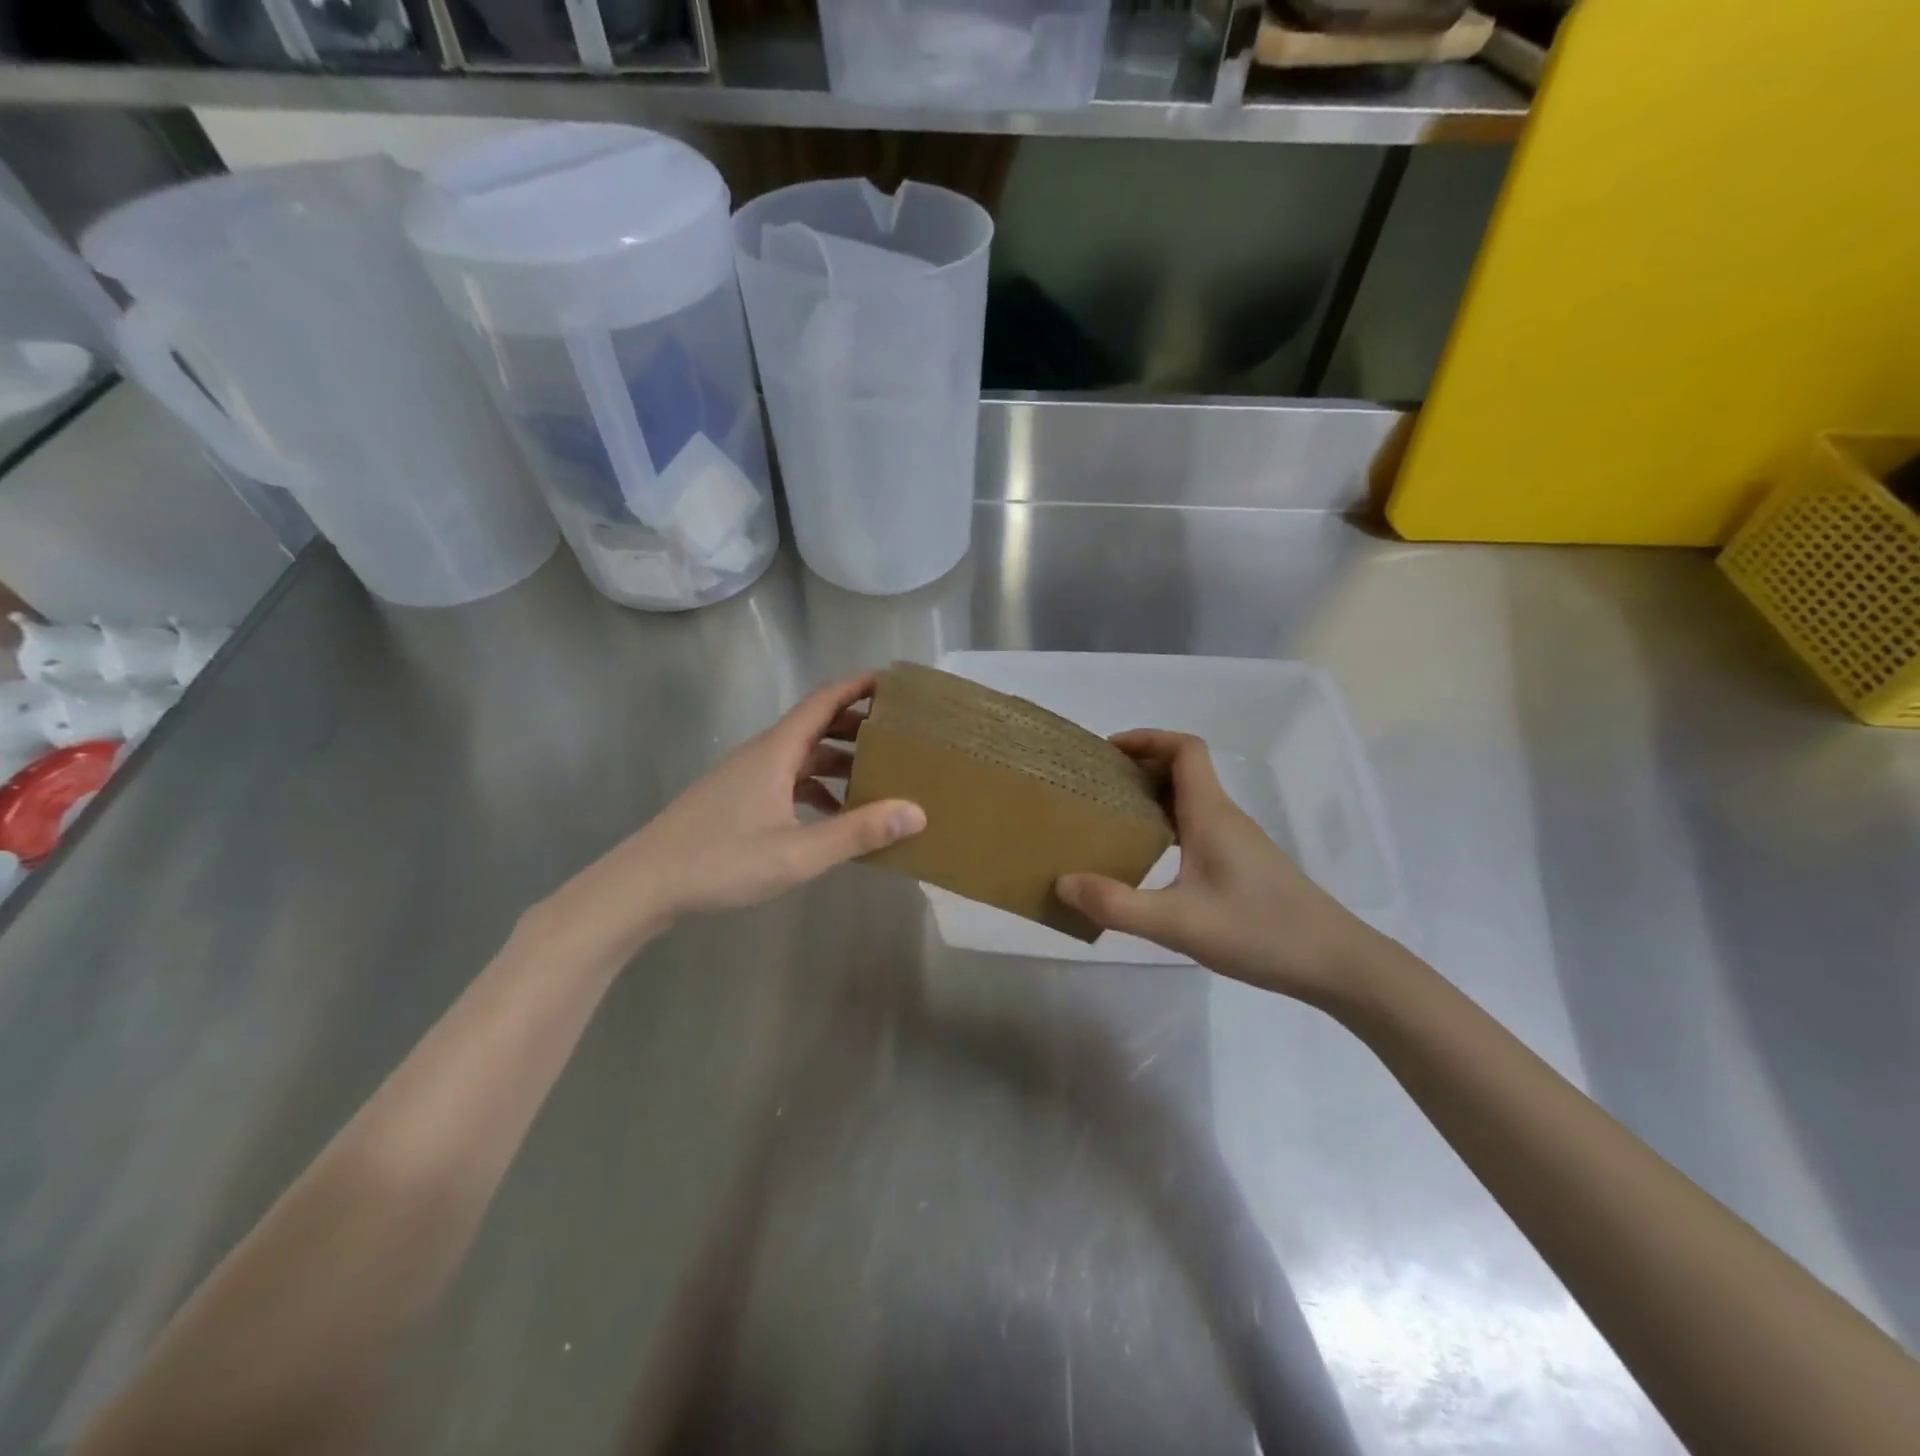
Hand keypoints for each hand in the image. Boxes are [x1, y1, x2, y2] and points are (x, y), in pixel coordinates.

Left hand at [533, 674, 923, 960]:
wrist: (644, 884)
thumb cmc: (720, 861)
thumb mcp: (796, 853)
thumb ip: (856, 832)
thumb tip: (916, 812)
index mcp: (776, 752)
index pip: (824, 701)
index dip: (858, 687)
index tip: (894, 683)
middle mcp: (763, 755)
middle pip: (817, 725)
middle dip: (858, 725)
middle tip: (900, 734)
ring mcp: (748, 778)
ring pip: (803, 756)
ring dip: (839, 760)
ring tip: (879, 777)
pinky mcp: (739, 800)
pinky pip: (789, 781)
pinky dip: (818, 788)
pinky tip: (835, 816)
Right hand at [1056, 731, 1393, 1007]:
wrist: (1336, 964)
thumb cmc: (1259, 932)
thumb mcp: (1178, 923)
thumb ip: (1117, 904)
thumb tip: (1062, 883)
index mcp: (1211, 814)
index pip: (1185, 749)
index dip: (1147, 739)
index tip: (1108, 752)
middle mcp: (1225, 818)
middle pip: (1183, 771)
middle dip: (1140, 768)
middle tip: (1097, 788)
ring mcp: (1237, 843)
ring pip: (1190, 801)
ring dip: (1153, 799)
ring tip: (1113, 821)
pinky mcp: (1243, 866)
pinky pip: (1197, 828)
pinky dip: (1168, 827)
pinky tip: (1150, 861)